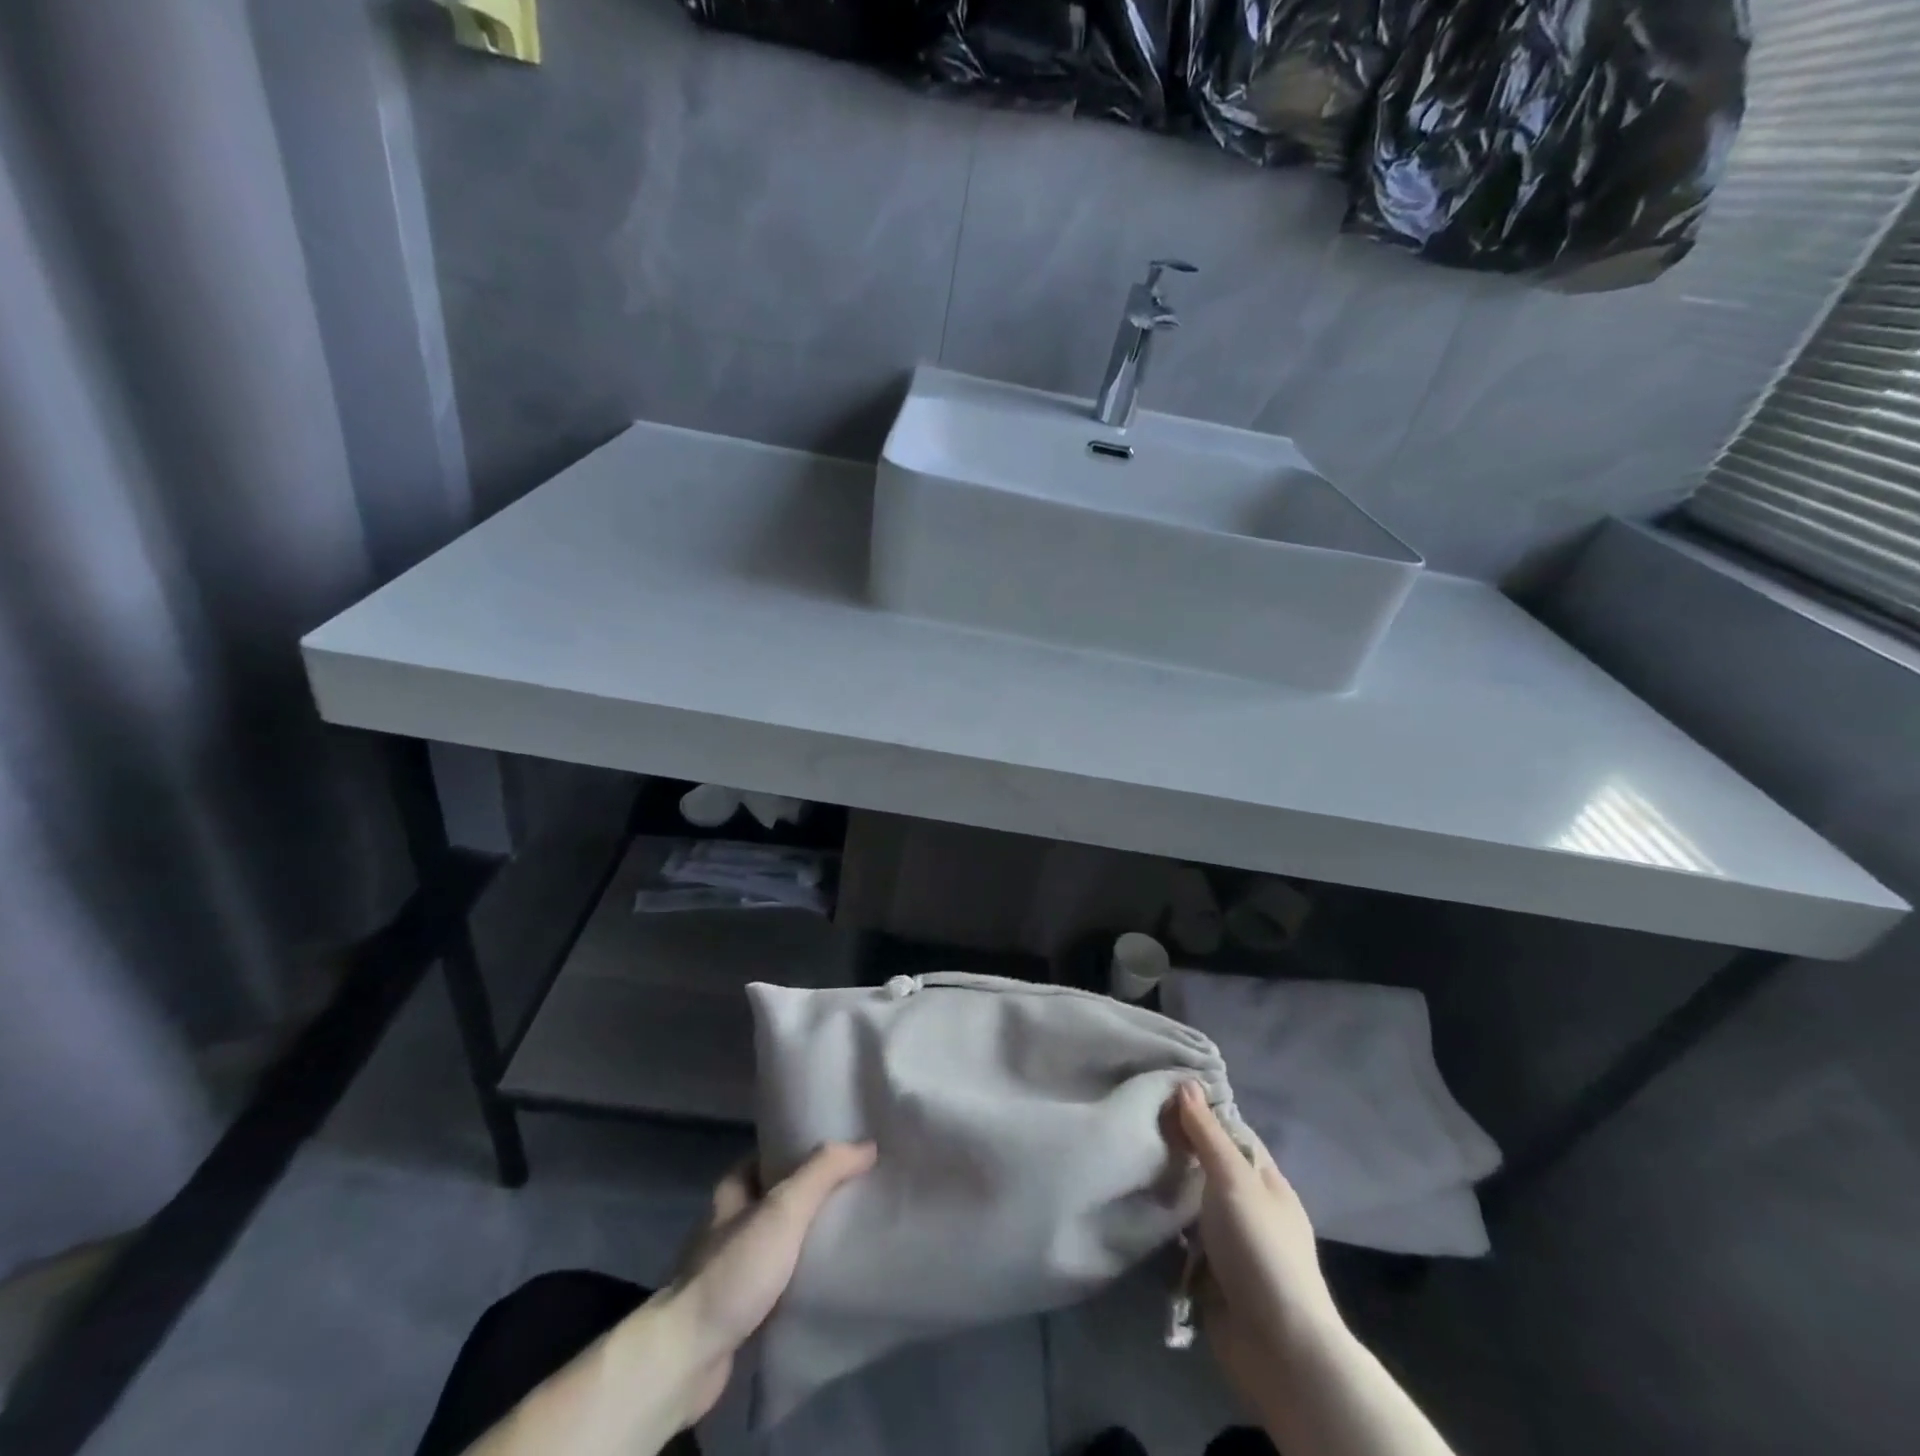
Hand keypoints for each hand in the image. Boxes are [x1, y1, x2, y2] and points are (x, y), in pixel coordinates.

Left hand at [661, 1141, 877, 1421]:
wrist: (687, 1357)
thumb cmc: (734, 1270)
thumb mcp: (783, 1209)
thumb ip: (823, 1172)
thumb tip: (867, 1145)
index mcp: (735, 1186)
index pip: (778, 1150)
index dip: (810, 1144)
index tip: (848, 1145)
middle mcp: (733, 1218)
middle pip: (784, 1193)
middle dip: (818, 1191)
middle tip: (862, 1185)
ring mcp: (735, 1262)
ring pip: (784, 1236)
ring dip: (813, 1234)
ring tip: (856, 1225)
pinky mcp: (742, 1303)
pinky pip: (782, 1275)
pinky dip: (804, 1272)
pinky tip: (832, 1273)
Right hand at [1166, 1082, 1345, 1411]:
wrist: (1277, 1348)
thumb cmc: (1260, 1249)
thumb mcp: (1234, 1180)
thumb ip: (1208, 1134)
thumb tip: (1187, 1083)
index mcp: (1267, 1182)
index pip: (1232, 1133)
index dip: (1201, 1113)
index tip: (1160, 1093)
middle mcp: (1250, 1208)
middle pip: (1209, 1167)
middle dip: (1178, 1150)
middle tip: (1134, 1124)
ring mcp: (1231, 1244)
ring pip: (1192, 1204)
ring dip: (1167, 1189)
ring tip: (1126, 1160)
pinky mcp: (1211, 1275)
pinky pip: (1182, 1240)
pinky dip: (1163, 1227)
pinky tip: (1134, 1206)